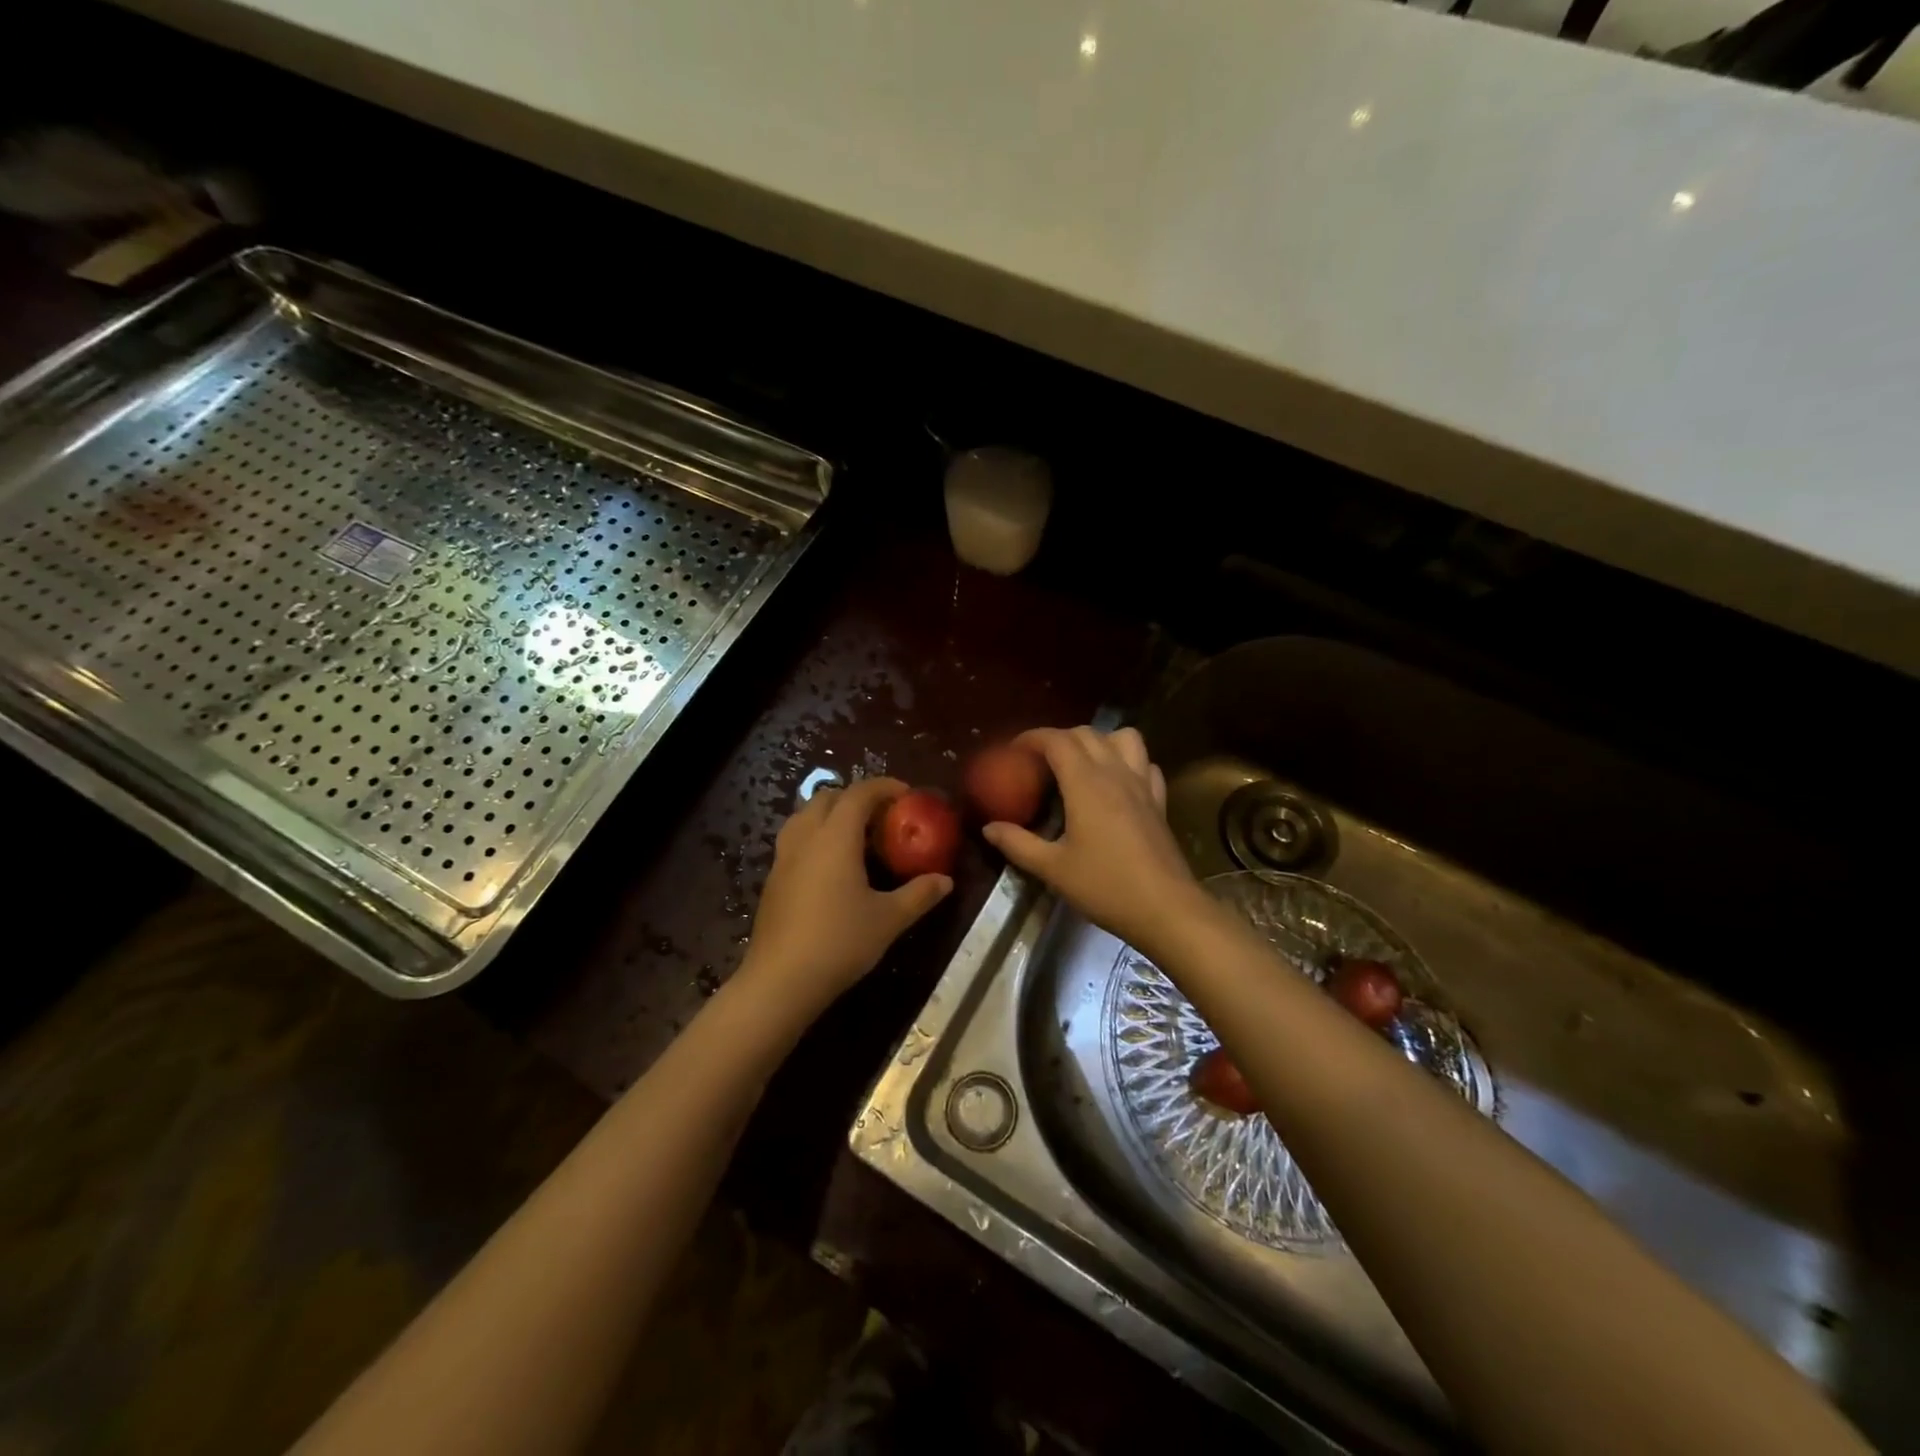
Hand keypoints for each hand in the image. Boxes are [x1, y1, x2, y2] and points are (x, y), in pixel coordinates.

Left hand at [740, 776, 952, 1019]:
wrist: (780, 981)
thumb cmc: (840, 942)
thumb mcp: (888, 919)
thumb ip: (919, 895)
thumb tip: (946, 880)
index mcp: (836, 837)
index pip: (859, 794)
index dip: (884, 787)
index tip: (907, 794)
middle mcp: (806, 837)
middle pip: (828, 797)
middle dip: (856, 797)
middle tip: (882, 816)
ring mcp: (784, 858)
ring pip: (805, 816)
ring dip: (831, 814)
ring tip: (856, 836)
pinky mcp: (773, 879)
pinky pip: (795, 840)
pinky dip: (815, 836)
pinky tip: (831, 866)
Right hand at [982, 726, 1202, 954]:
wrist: (1166, 909)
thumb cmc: (1105, 886)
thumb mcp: (1052, 868)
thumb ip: (1017, 844)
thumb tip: (988, 828)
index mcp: (1086, 783)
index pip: (1057, 740)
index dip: (1033, 737)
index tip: (1013, 749)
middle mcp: (1115, 773)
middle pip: (1087, 733)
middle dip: (1059, 738)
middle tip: (1039, 760)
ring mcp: (1142, 785)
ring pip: (1124, 738)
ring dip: (1100, 740)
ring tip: (1082, 763)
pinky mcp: (1159, 801)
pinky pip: (1145, 764)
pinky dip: (1129, 762)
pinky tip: (1118, 783)